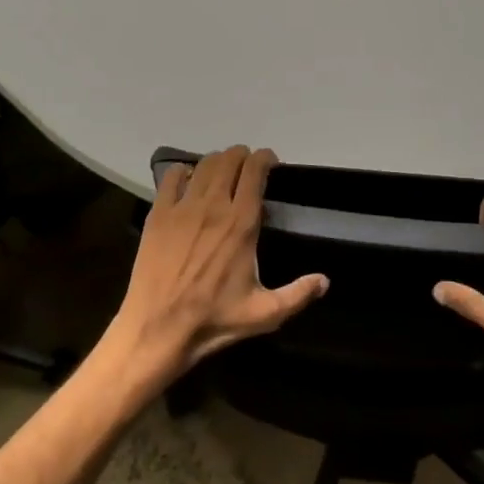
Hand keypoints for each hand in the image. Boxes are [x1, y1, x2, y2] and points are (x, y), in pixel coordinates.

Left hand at [106, 147, 328, 384]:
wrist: (158, 328)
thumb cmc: (214, 320)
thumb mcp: (265, 314)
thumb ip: (298, 294)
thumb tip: (325, 281)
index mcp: (242, 223)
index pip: (255, 171)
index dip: (264, 158)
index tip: (270, 162)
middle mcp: (214, 205)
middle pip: (229, 160)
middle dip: (242, 156)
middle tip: (247, 167)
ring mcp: (182, 207)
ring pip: (202, 165)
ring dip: (216, 161)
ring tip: (221, 171)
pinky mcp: (158, 215)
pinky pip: (169, 178)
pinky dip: (181, 172)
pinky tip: (185, 180)